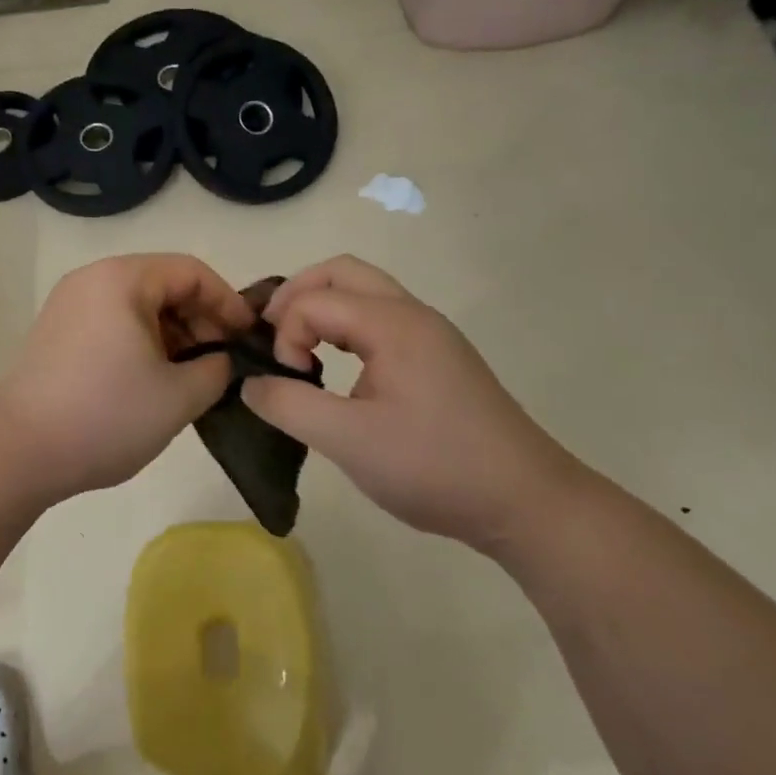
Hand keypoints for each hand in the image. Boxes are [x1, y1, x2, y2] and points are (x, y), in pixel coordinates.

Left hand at [0, 254, 253, 499]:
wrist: (18, 450)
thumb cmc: (106, 415)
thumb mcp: (178, 396)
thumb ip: (216, 368)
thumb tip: (220, 359)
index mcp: (122, 279)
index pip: (191, 272)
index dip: (228, 302)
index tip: (248, 339)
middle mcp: (92, 279)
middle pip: (162, 283)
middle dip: (200, 318)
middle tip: (221, 361)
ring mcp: (68, 304)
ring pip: (137, 305)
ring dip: (172, 332)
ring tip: (190, 375)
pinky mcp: (55, 332)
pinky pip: (111, 321)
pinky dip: (141, 341)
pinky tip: (152, 378)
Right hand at [241, 256, 584, 551]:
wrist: (526, 502)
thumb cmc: (435, 466)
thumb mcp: (348, 441)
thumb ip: (288, 406)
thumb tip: (250, 384)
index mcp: (392, 324)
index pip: (313, 301)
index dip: (284, 335)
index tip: (288, 381)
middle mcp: (412, 314)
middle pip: (340, 272)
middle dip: (296, 295)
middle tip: (272, 336)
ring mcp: (430, 333)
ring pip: (363, 291)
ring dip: (322, 308)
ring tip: (298, 349)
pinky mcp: (438, 356)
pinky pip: (380, 317)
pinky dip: (345, 325)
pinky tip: (339, 366)